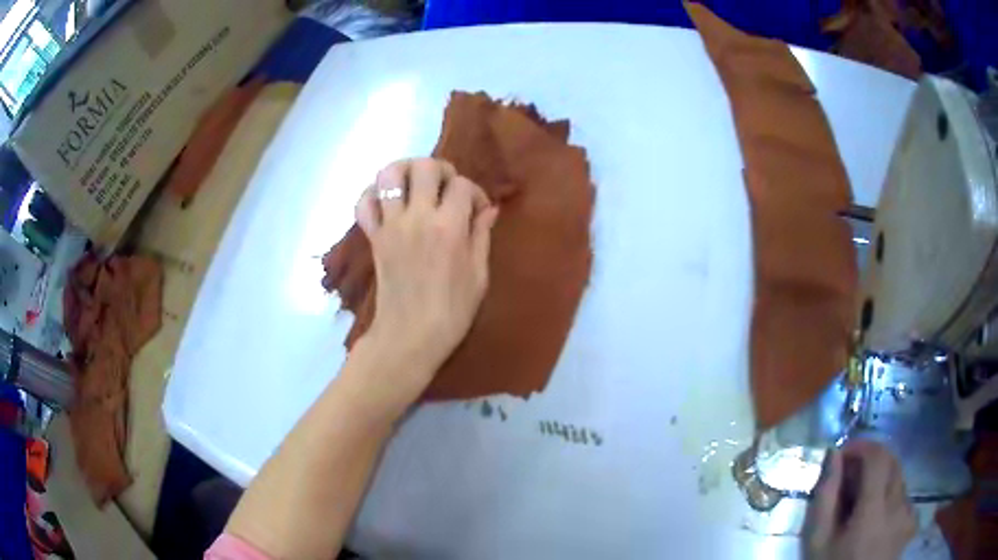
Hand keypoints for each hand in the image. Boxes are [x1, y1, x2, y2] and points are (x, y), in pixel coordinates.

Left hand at [354, 158, 497, 394]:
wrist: (409, 338)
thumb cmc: (451, 313)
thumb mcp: (479, 276)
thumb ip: (482, 236)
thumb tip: (488, 208)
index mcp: (449, 228)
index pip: (463, 185)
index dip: (475, 193)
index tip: (478, 211)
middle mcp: (417, 217)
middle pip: (424, 166)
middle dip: (441, 170)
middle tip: (446, 188)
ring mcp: (390, 225)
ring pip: (389, 174)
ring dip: (405, 171)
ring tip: (416, 185)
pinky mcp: (373, 237)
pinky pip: (364, 203)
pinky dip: (373, 194)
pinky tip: (388, 202)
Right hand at [803, 440, 916, 559]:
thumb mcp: (818, 540)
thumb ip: (826, 497)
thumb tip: (835, 456)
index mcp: (874, 511)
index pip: (878, 456)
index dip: (862, 446)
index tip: (844, 454)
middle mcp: (899, 506)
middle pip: (892, 461)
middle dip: (870, 460)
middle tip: (849, 478)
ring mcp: (909, 514)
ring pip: (899, 478)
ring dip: (880, 479)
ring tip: (861, 503)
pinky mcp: (912, 522)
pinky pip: (904, 496)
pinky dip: (890, 496)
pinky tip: (876, 518)